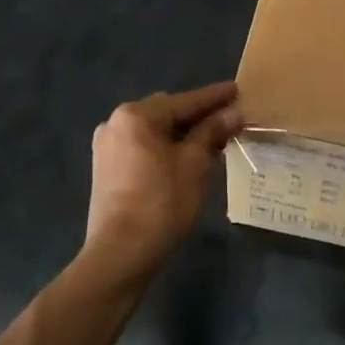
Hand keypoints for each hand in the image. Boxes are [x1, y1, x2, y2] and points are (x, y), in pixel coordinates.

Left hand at [82, 82, 242, 288]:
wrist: (120, 255)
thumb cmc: (162, 203)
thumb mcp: (194, 164)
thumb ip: (212, 132)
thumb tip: (232, 113)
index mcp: (135, 116)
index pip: (184, 101)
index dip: (214, 97)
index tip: (237, 89)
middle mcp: (116, 123)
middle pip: (167, 113)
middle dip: (199, 116)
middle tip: (229, 119)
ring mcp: (108, 147)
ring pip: (155, 132)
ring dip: (184, 134)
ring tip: (214, 140)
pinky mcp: (107, 169)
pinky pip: (144, 148)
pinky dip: (167, 149)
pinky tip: (189, 158)